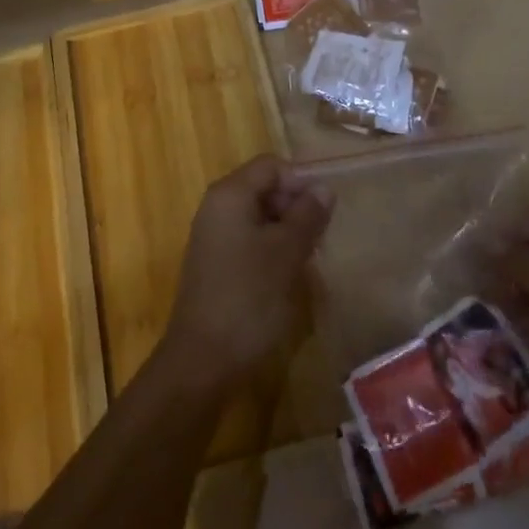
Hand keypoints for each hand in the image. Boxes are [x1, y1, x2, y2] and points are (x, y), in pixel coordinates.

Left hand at [158, 156, 333, 393]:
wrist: (202, 363)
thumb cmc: (248, 298)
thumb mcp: (286, 253)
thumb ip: (307, 216)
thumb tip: (323, 188)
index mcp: (230, 195)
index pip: (271, 166)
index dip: (301, 181)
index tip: (326, 210)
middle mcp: (217, 208)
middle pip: (264, 188)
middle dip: (295, 206)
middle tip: (321, 236)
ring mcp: (213, 238)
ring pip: (259, 217)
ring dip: (287, 231)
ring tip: (310, 258)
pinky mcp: (215, 265)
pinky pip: (249, 241)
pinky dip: (271, 250)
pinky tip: (288, 276)